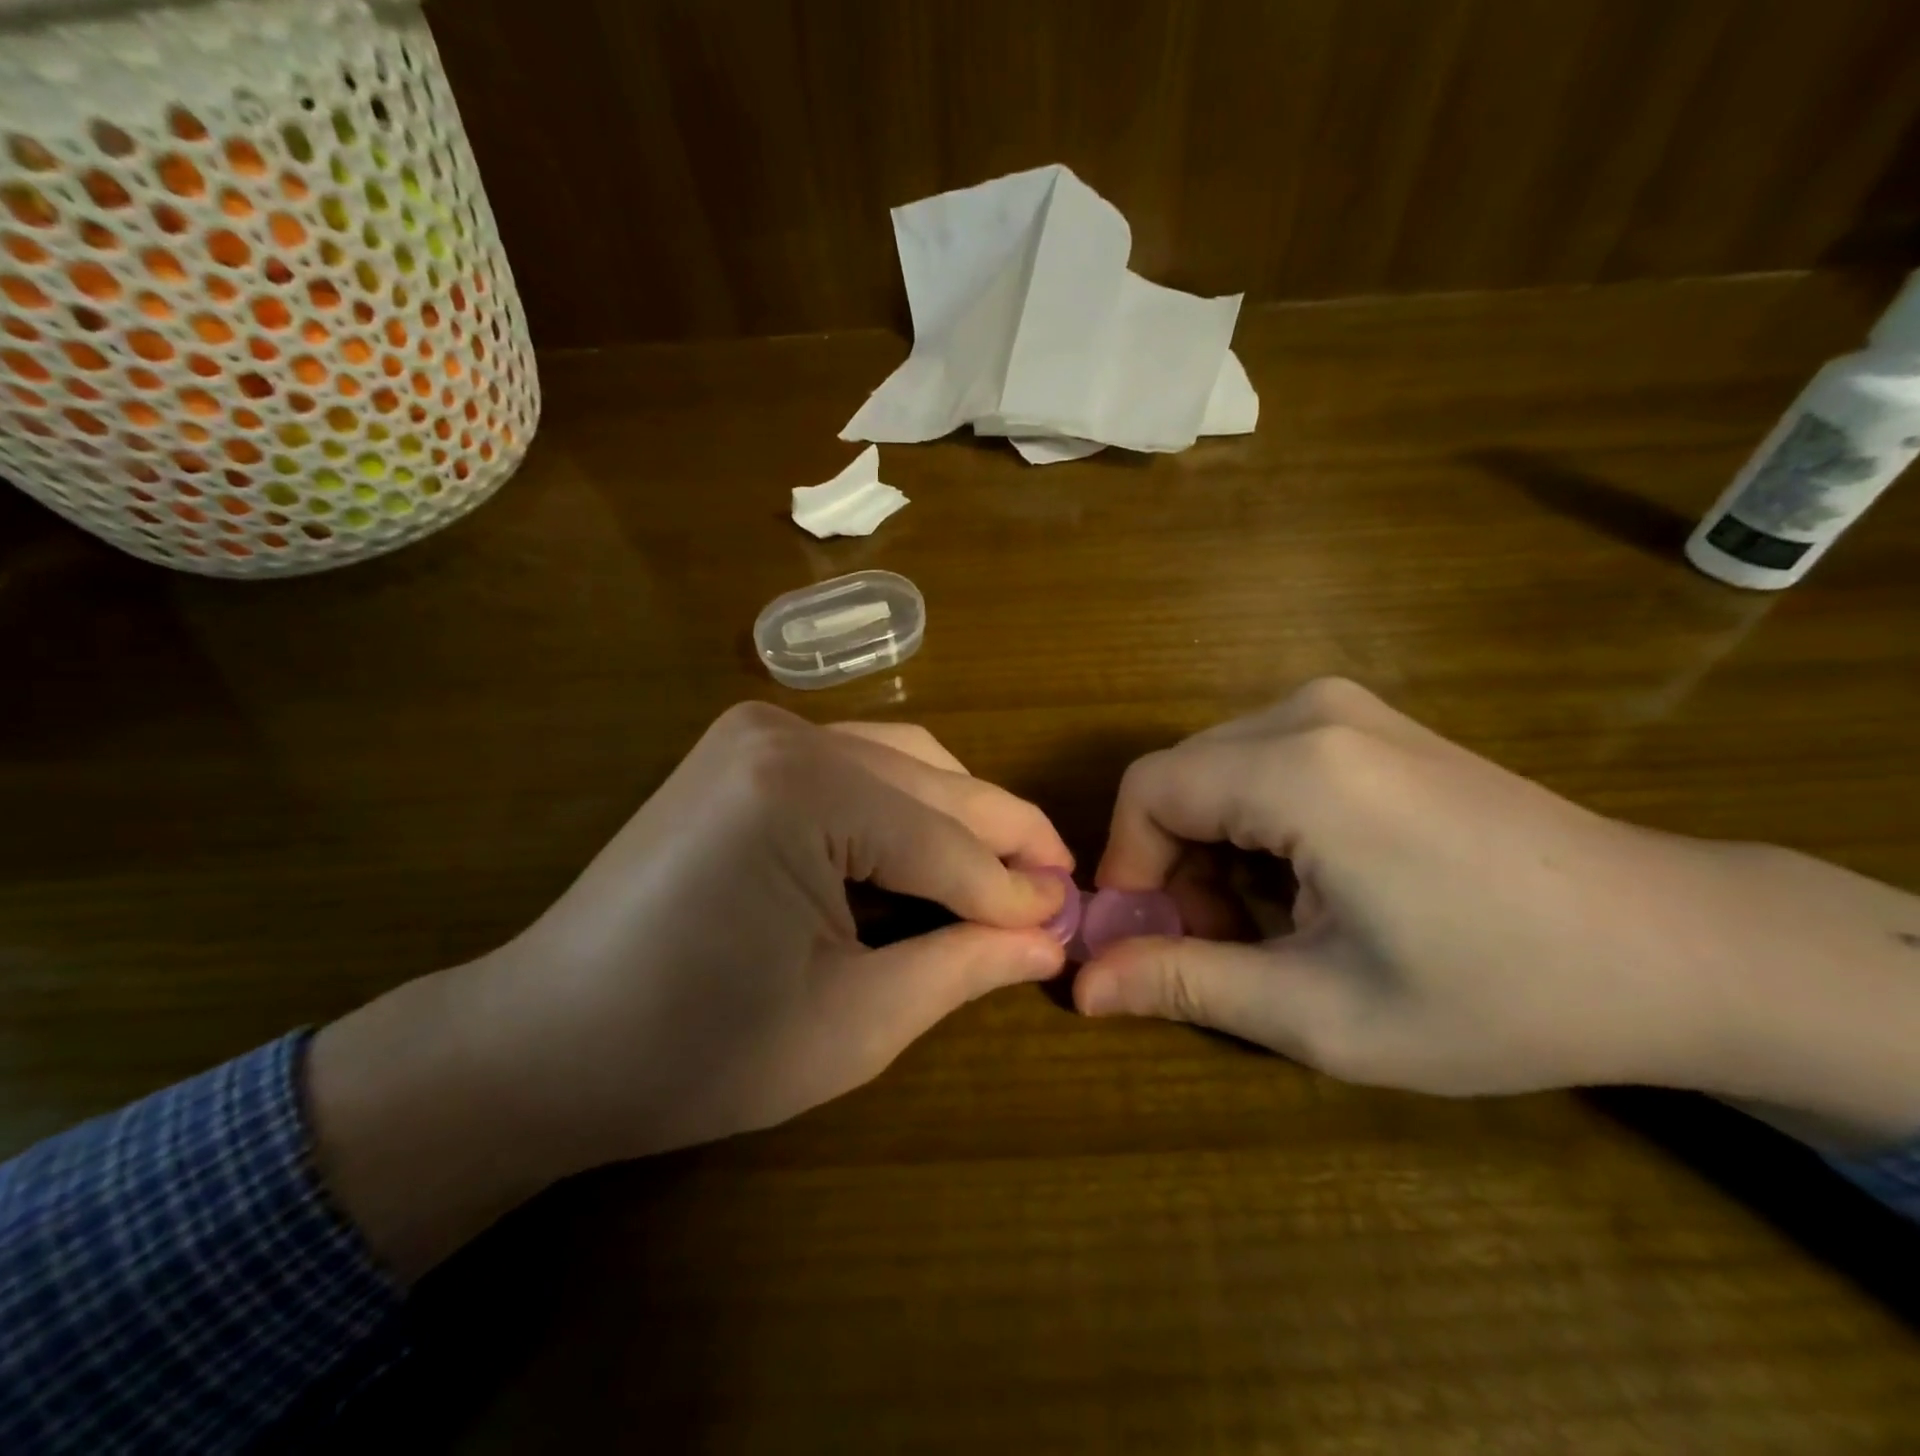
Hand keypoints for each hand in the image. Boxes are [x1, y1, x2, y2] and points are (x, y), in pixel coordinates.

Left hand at [308, 703, 1069, 1276]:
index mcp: (803, 791)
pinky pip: (857, 764)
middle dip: (1002, 841)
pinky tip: (928, 849)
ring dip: (959, 816)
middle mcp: (785, 733)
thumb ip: (961, 965)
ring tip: (1005, 873)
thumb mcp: (851, 1022)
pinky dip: (905, 805)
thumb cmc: (695, 1050)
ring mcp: (758, 730)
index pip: (945, 845)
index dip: (1015, 892)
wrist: (545, 1041)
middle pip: (931, 787)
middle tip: (1060, 891)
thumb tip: (1050, 938)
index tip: (1073, 923)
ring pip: (903, 762)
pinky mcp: (743, 748)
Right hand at [1076, 679, 1919, 1144]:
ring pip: (1218, 771)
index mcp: (1298, 769)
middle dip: (1174, 863)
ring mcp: (1346, 707)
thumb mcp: (1323, 1012)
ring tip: (1273, 923)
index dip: (1127, 867)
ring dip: (1216, 847)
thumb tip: (1082, 985)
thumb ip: (1187, 984)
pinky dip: (1257, 823)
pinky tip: (1313, 880)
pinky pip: (1264, 760)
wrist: (1674, 946)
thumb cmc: (1497, 992)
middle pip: (1180, 778)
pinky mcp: (1371, 721)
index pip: (1147, 792)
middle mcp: (1310, 711)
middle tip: (1222, 945)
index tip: (1149, 939)